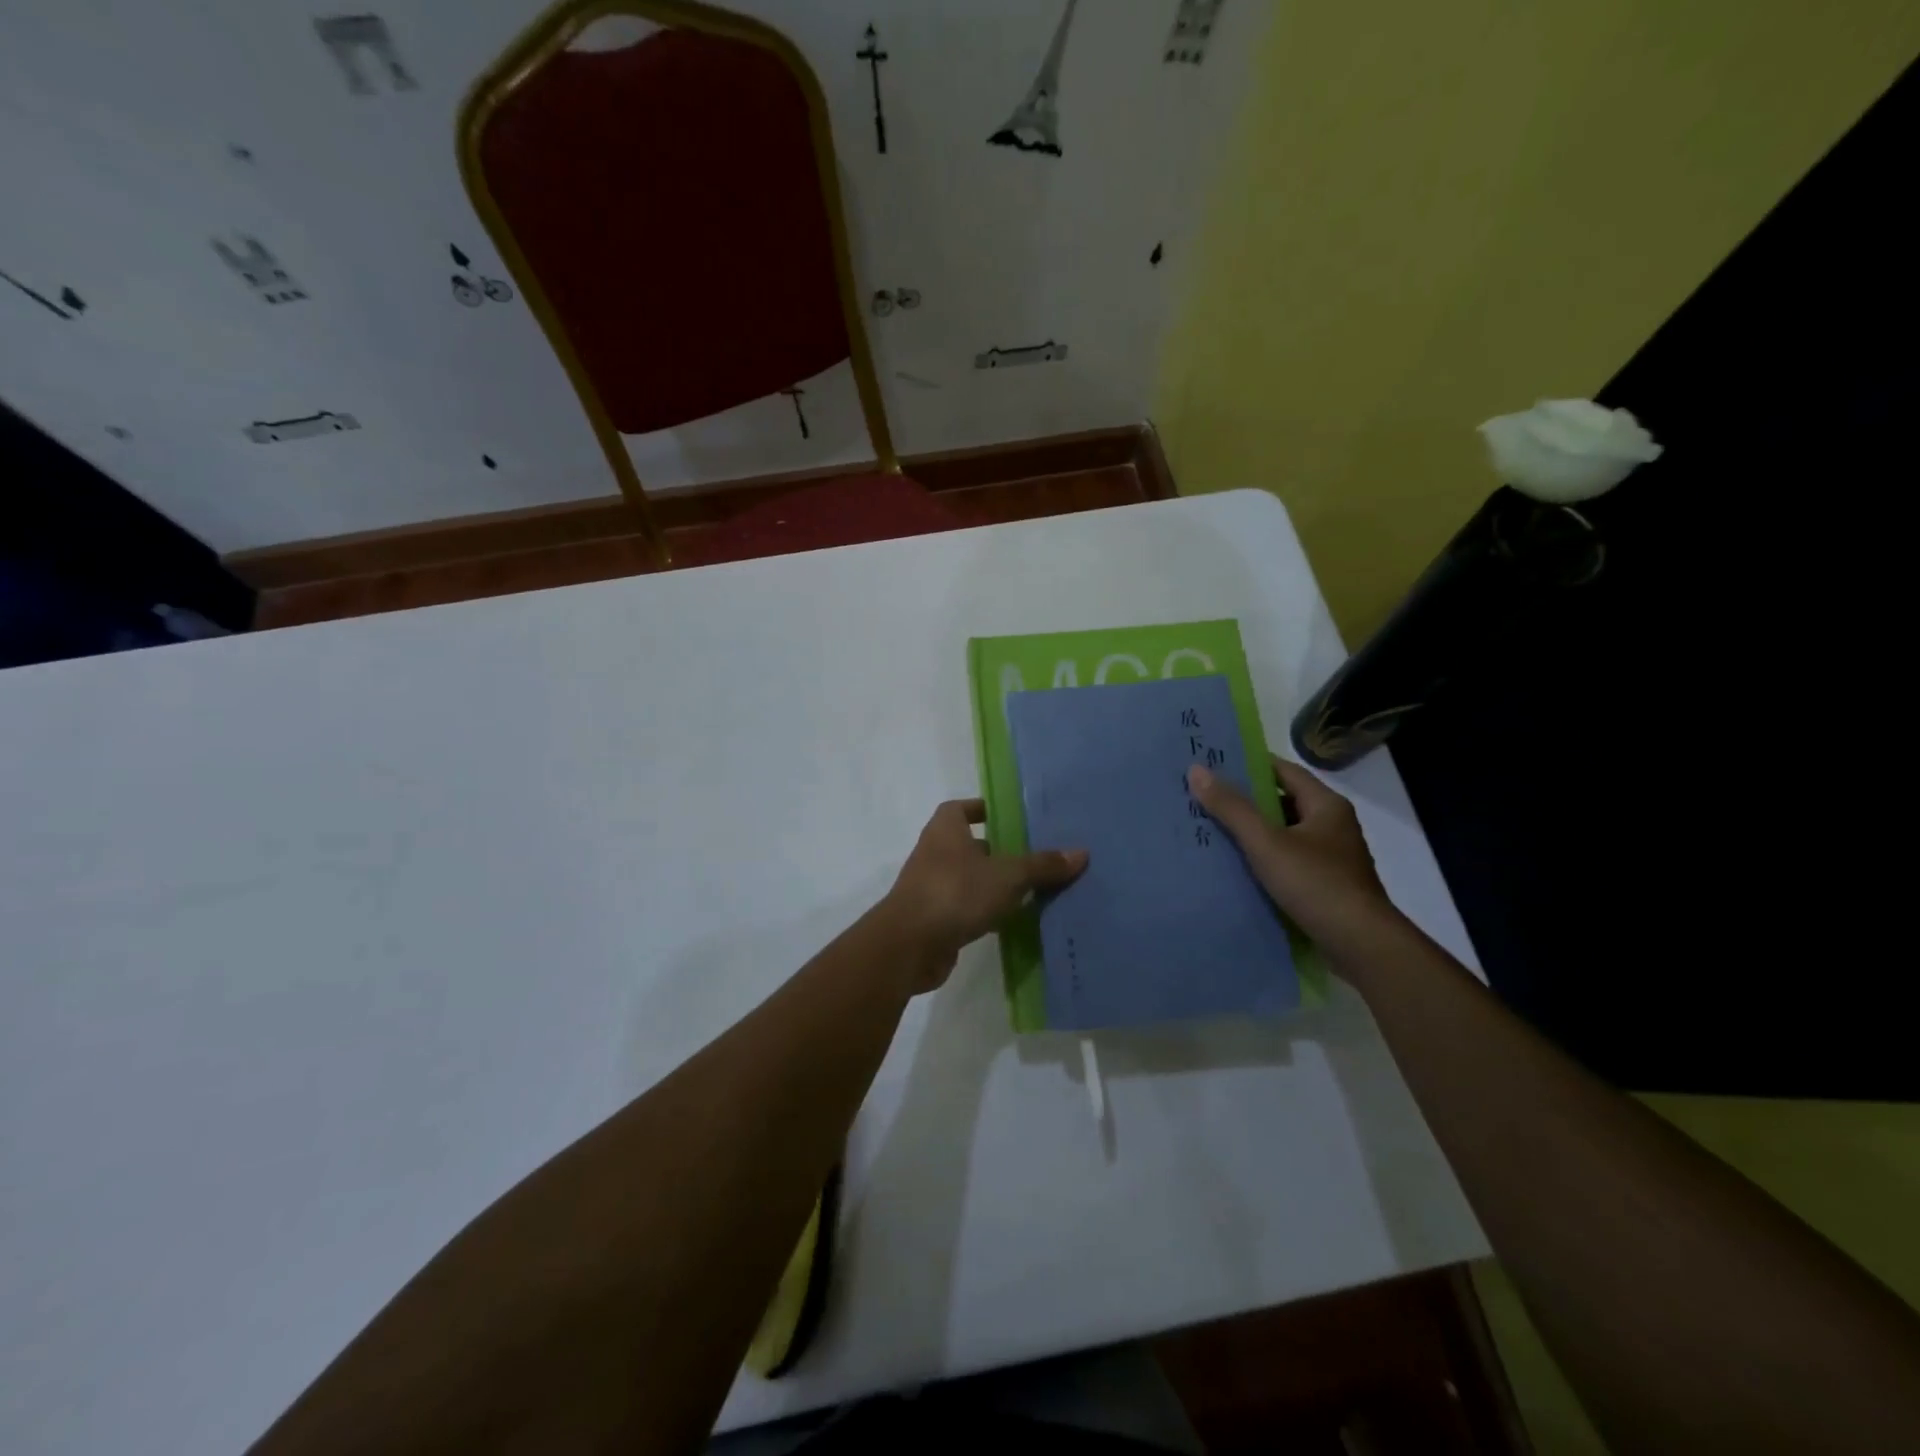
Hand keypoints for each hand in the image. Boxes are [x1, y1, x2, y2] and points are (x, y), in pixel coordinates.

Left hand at [881, 799, 1087, 993]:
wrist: (909, 945)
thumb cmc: (956, 893)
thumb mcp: (1007, 876)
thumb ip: (1042, 865)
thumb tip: (1081, 853)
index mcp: (945, 830)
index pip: (961, 808)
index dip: (981, 809)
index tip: (1008, 817)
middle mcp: (934, 853)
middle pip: (969, 845)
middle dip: (997, 850)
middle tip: (1034, 856)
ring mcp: (931, 888)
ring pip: (968, 879)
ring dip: (993, 884)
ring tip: (1032, 890)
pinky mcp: (934, 920)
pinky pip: (965, 908)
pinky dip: (985, 912)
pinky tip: (1013, 922)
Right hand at [1186, 755, 1400, 960]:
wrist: (1361, 945)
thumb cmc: (1316, 884)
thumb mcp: (1266, 843)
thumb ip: (1232, 808)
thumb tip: (1196, 770)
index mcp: (1326, 805)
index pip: (1283, 771)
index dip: (1248, 766)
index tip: (1213, 765)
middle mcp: (1332, 825)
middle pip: (1282, 801)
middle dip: (1244, 801)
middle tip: (1203, 797)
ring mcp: (1330, 856)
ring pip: (1282, 833)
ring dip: (1251, 832)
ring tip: (1210, 829)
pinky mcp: (1324, 884)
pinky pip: (1286, 859)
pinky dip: (1262, 858)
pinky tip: (1234, 865)